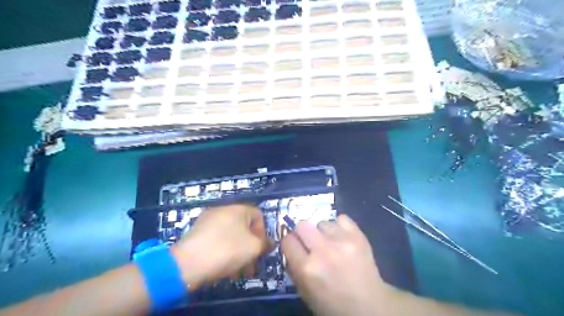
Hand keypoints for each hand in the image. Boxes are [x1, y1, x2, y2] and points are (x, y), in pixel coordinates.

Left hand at [171, 205, 269, 291]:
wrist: (188, 263)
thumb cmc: (227, 250)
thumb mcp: (253, 248)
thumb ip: (265, 244)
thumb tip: (269, 243)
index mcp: (238, 209)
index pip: (258, 215)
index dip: (263, 232)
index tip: (261, 249)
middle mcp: (223, 210)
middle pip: (244, 228)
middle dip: (250, 248)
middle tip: (252, 266)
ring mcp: (208, 221)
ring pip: (231, 236)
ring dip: (238, 253)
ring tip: (238, 273)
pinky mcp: (197, 233)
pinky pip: (217, 240)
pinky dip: (224, 252)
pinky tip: (224, 269)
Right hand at [283, 215, 392, 315]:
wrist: (369, 306)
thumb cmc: (333, 303)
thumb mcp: (305, 292)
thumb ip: (294, 268)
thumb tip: (290, 247)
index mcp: (307, 268)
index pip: (287, 240)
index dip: (290, 243)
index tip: (295, 246)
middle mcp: (322, 251)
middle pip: (302, 225)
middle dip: (303, 233)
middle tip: (310, 242)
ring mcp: (342, 241)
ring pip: (322, 222)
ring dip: (323, 232)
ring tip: (331, 243)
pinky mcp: (358, 235)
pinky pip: (341, 218)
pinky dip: (339, 226)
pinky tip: (342, 238)